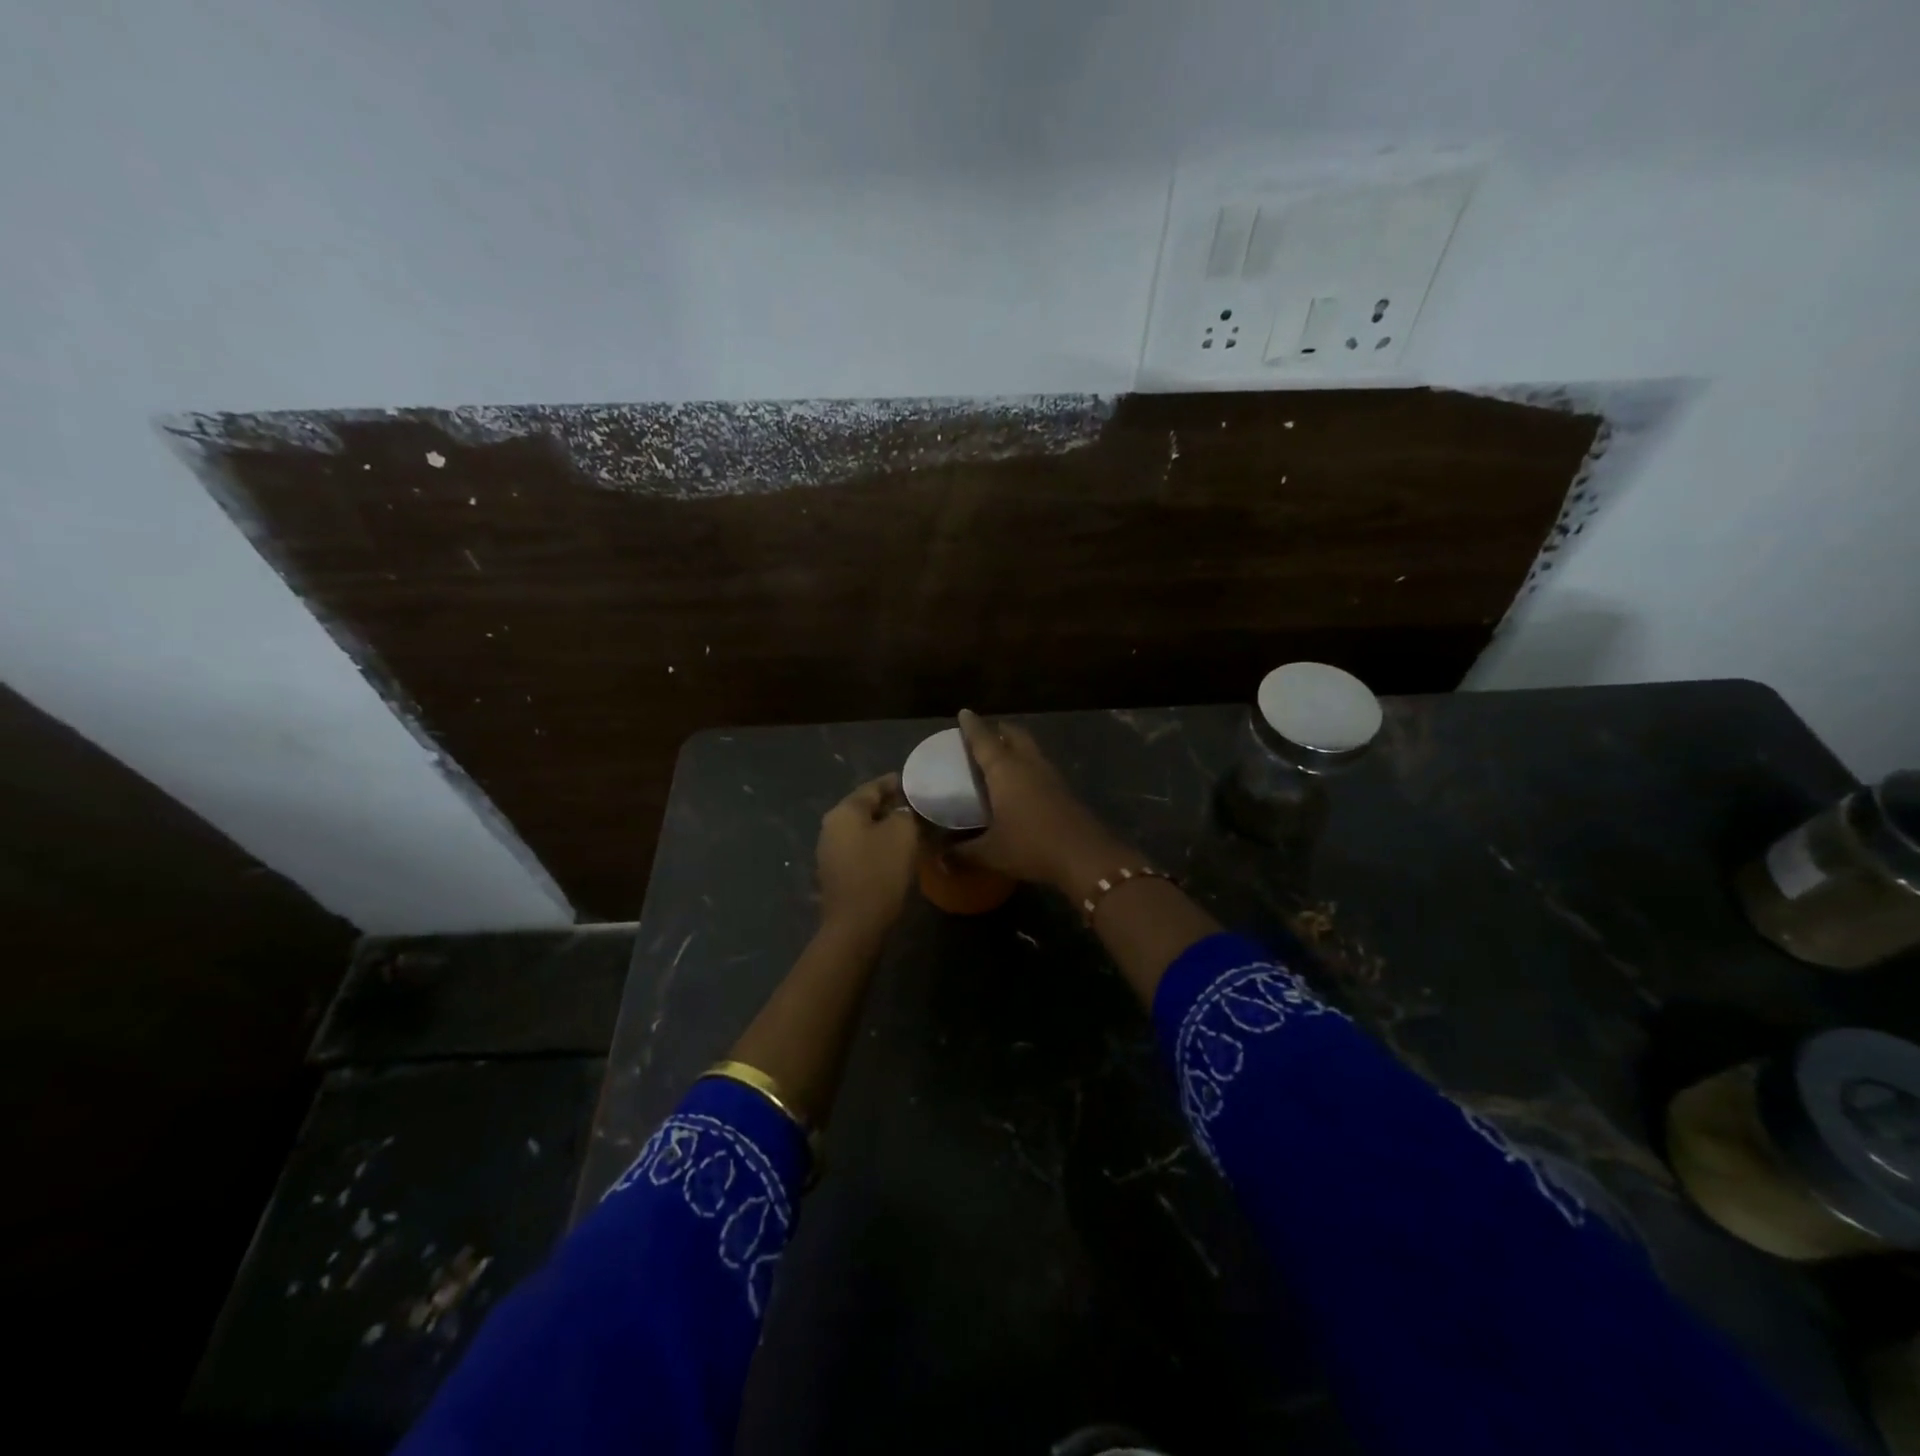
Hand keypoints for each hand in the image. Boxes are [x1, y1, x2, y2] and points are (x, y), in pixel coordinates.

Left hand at [815, 773, 918, 939]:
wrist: (856, 924)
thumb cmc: (879, 872)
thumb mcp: (903, 833)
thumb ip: (907, 813)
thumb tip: (905, 811)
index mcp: (844, 811)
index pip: (873, 787)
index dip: (896, 783)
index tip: (916, 782)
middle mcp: (831, 826)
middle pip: (865, 807)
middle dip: (892, 805)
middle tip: (918, 805)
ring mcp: (831, 851)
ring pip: (864, 829)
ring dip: (886, 826)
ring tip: (912, 827)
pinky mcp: (837, 872)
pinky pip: (861, 848)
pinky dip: (879, 844)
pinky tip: (897, 851)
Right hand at [954, 709, 1132, 895]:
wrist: (1084, 856)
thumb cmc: (1030, 846)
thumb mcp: (990, 852)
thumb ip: (962, 853)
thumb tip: (939, 858)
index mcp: (1004, 770)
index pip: (984, 740)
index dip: (972, 726)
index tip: (964, 712)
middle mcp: (1028, 764)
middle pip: (1014, 735)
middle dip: (999, 729)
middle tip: (986, 733)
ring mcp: (1050, 775)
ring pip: (1031, 749)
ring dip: (1016, 746)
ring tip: (1002, 755)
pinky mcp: (1064, 790)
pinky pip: (1041, 766)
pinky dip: (1028, 765)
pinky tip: (1022, 783)